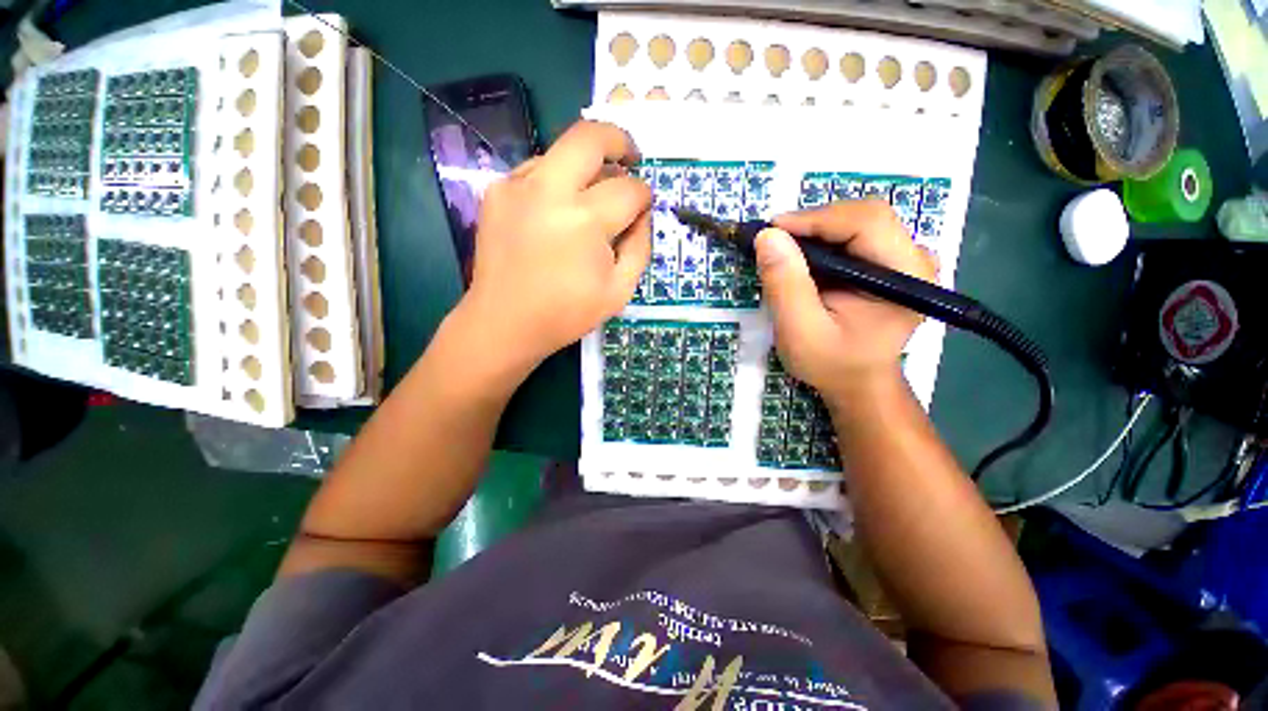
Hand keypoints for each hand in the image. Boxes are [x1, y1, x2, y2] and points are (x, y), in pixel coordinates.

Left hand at [461, 121, 652, 365]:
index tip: (643, 208)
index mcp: (585, 221)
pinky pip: (537, 169)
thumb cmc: (566, 313)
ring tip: (592, 194)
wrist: (504, 322)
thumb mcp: (619, 291)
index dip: (644, 197)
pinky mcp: (497, 190)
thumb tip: (641, 215)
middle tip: (630, 157)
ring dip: (586, 164)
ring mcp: (517, 185)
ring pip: (562, 149)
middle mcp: (549, 190)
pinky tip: (558, 209)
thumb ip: (640, 247)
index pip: (629, 189)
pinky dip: (557, 180)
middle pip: (591, 136)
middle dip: (620, 140)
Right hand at [755, 200, 935, 400]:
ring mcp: (904, 258)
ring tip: (784, 252)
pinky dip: (822, 240)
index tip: (771, 231)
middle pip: (863, 215)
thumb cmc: (832, 363)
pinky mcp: (889, 262)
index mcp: (906, 275)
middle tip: (774, 243)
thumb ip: (785, 285)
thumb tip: (767, 236)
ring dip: (815, 231)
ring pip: (856, 220)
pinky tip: (803, 259)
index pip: (866, 222)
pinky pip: (853, 235)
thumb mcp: (800, 331)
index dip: (815, 218)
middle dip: (813, 223)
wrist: (857, 383)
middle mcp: (914, 258)